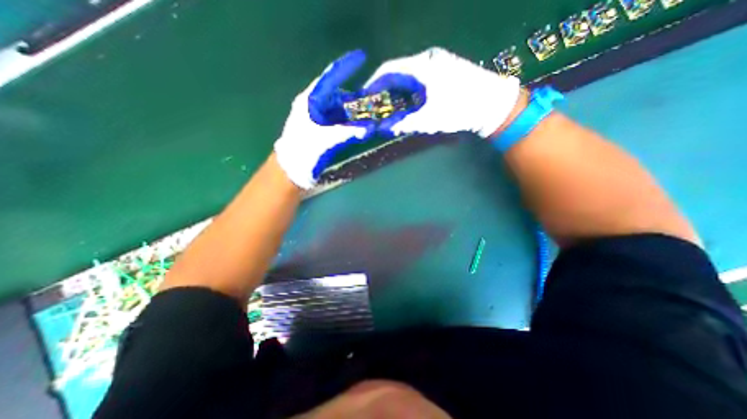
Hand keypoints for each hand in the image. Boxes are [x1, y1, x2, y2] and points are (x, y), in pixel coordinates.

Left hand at [274, 49, 372, 191]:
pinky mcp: (321, 130)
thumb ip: (347, 132)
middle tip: (373, 99)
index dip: (345, 67)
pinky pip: (339, 122)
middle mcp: (314, 106)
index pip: (330, 77)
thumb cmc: (303, 151)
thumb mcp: (324, 140)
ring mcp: (318, 119)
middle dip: (356, 96)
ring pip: (340, 109)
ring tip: (371, 113)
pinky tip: (360, 127)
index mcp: (310, 101)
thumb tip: (369, 128)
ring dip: (355, 112)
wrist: (291, 169)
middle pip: (338, 95)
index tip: (362, 57)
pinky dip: (350, 123)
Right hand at [366, 46, 521, 139]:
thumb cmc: (460, 109)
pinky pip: (419, 79)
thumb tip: (385, 128)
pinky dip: (410, 92)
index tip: (365, 97)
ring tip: (390, 110)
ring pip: (408, 77)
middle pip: (397, 73)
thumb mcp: (430, 119)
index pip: (388, 70)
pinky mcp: (444, 71)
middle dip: (385, 91)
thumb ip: (405, 124)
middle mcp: (427, 59)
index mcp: (421, 66)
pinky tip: (408, 105)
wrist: (492, 104)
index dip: (374, 83)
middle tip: (377, 108)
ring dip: (398, 93)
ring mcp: (437, 63)